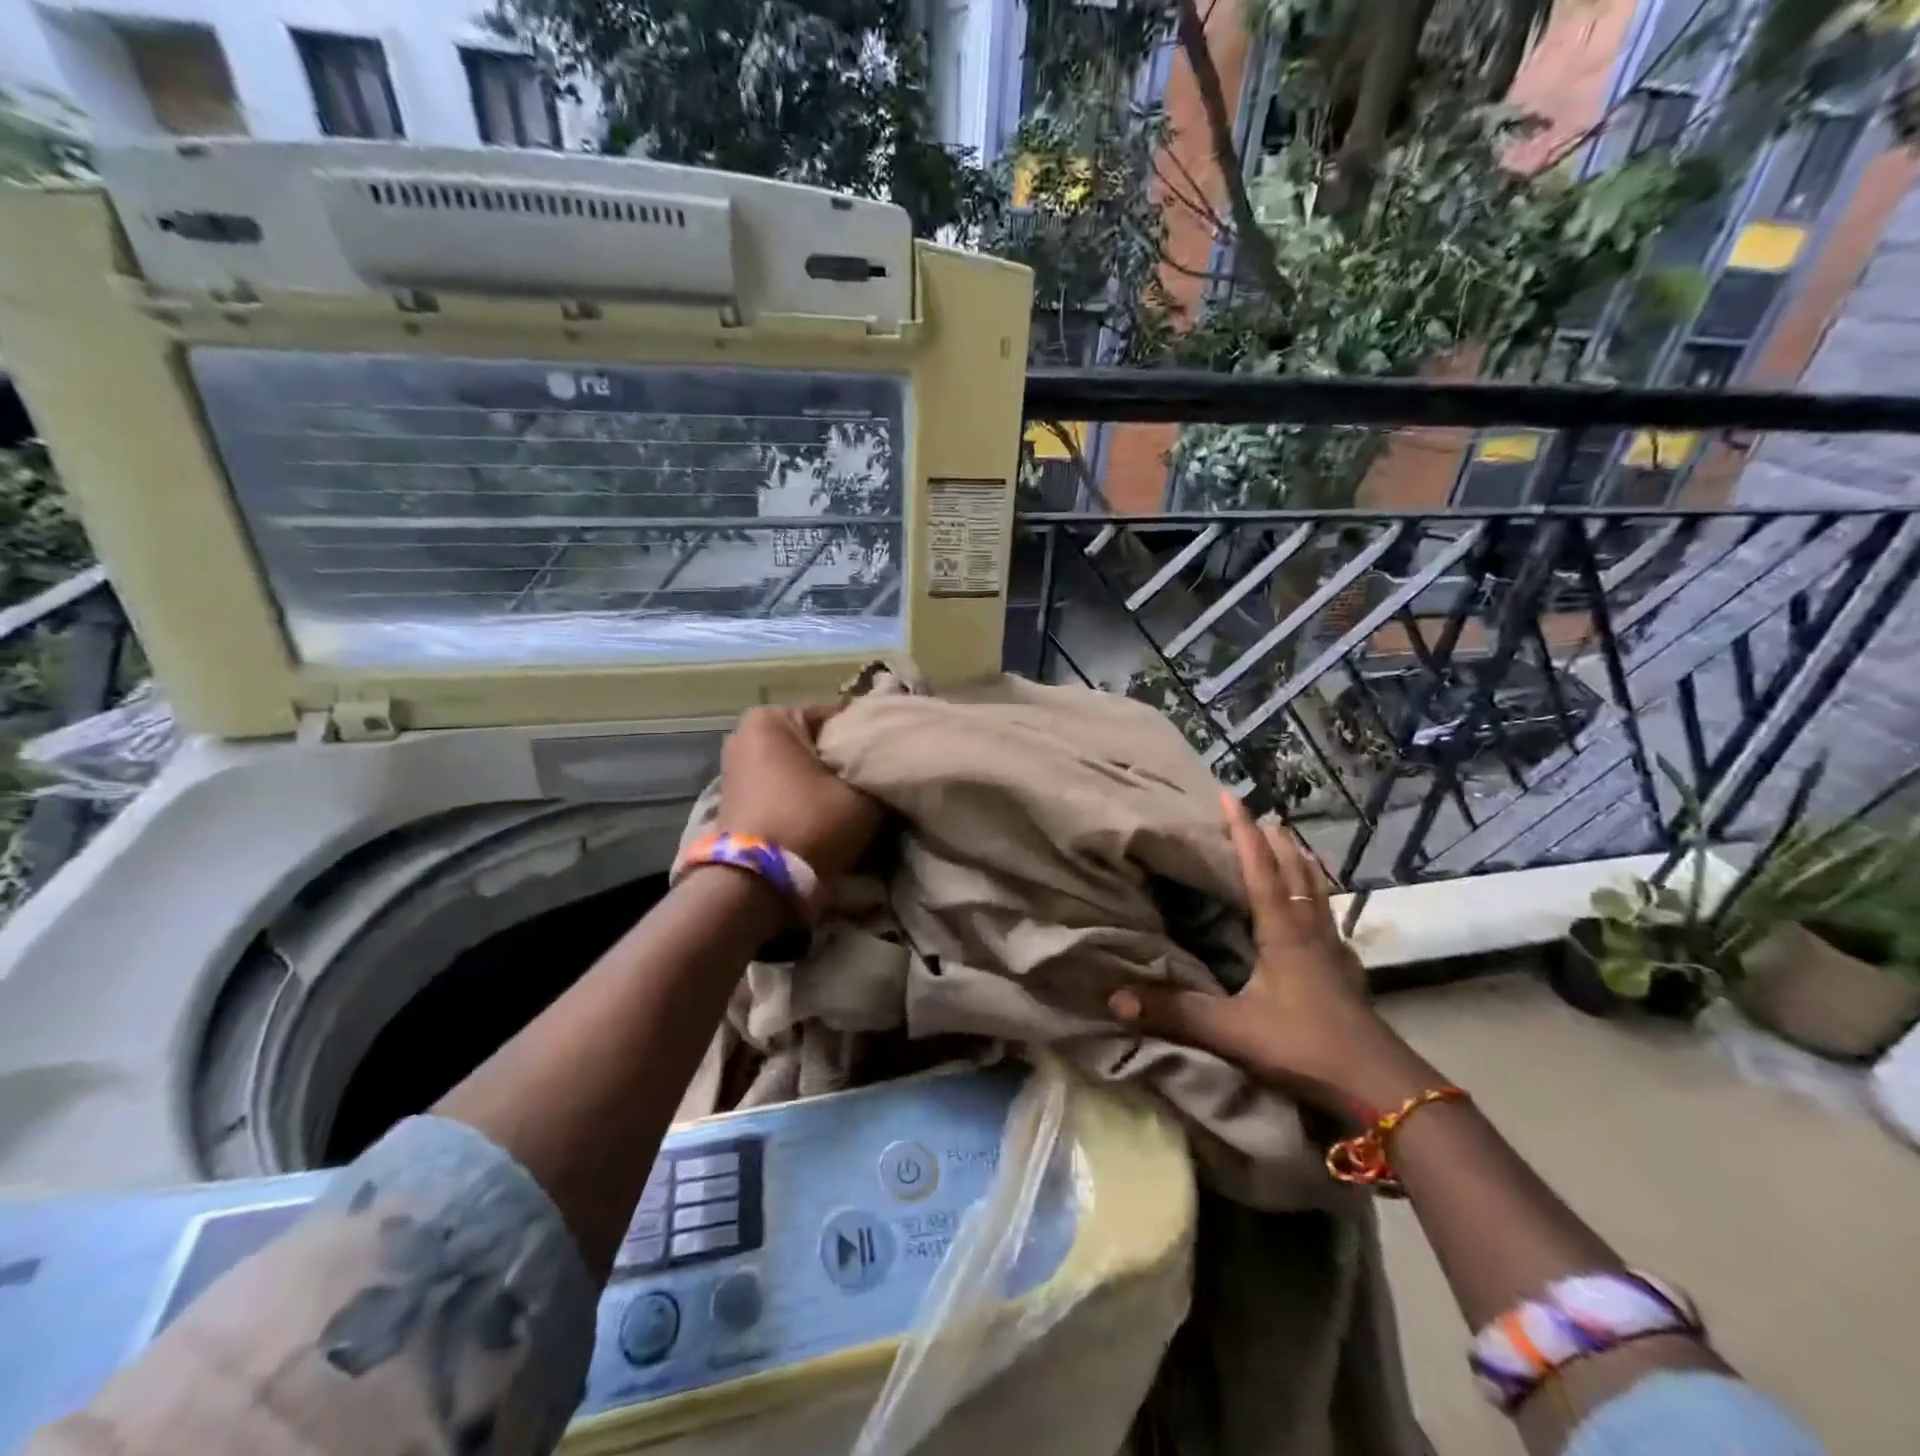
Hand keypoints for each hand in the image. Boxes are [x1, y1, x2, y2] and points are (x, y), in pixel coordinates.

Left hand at [715, 704, 884, 883]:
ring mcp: (736, 767)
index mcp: (772, 718)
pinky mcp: (735, 799)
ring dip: (826, 781)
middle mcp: (746, 734)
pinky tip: (827, 814)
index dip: (872, 739)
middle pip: (818, 741)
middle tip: (877, 782)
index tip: (893, 759)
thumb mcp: (863, 795)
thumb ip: (881, 771)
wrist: (755, 884)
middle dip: (845, 760)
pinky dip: (804, 797)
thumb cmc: (810, 823)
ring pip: (802, 766)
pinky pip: (783, 787)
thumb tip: (891, 762)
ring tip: (856, 801)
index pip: (841, 717)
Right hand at [1109, 791, 1424, 1118]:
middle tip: (1263, 816)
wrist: (1380, 1087)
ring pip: (1318, 894)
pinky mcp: (1348, 977)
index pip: (1260, 870)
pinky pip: (1330, 922)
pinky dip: (1320, 902)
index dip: (1243, 832)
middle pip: (1295, 873)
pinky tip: (1321, 915)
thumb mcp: (1232, 1031)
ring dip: (1303, 865)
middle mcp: (1310, 933)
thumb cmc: (1303, 1046)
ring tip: (1294, 845)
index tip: (1230, 796)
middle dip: (1277, 841)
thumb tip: (1114, 998)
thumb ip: (1174, 1013)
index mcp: (1282, 934)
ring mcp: (1334, 954)